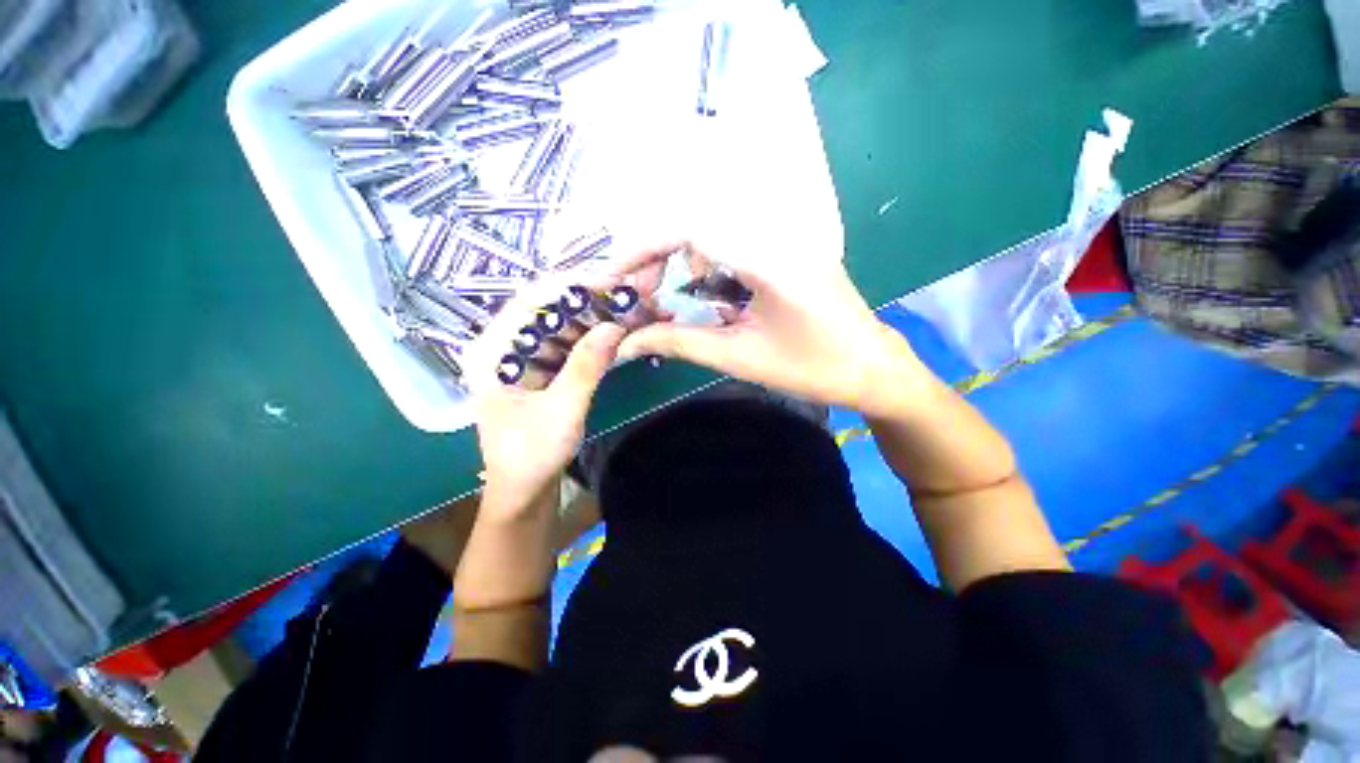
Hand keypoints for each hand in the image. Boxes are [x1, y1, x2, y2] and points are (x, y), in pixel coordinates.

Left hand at [470, 283, 627, 513]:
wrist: (524, 492)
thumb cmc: (531, 456)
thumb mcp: (561, 411)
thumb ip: (586, 367)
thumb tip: (614, 326)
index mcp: (492, 350)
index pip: (531, 300)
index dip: (572, 286)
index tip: (612, 283)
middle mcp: (504, 345)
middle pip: (548, 308)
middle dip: (589, 301)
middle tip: (629, 297)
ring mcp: (523, 357)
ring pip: (561, 324)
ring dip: (595, 317)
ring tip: (629, 310)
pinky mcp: (541, 370)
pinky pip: (568, 344)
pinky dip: (593, 337)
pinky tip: (617, 332)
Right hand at [613, 242, 924, 415]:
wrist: (872, 369)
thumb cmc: (812, 369)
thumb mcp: (739, 357)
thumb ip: (679, 343)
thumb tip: (626, 343)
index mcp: (769, 259)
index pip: (690, 228)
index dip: (643, 248)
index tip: (615, 278)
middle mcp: (777, 234)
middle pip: (697, 223)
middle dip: (657, 256)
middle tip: (640, 293)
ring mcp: (786, 238)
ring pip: (713, 231)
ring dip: (680, 260)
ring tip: (665, 296)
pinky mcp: (787, 249)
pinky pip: (734, 243)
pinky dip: (705, 265)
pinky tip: (704, 293)